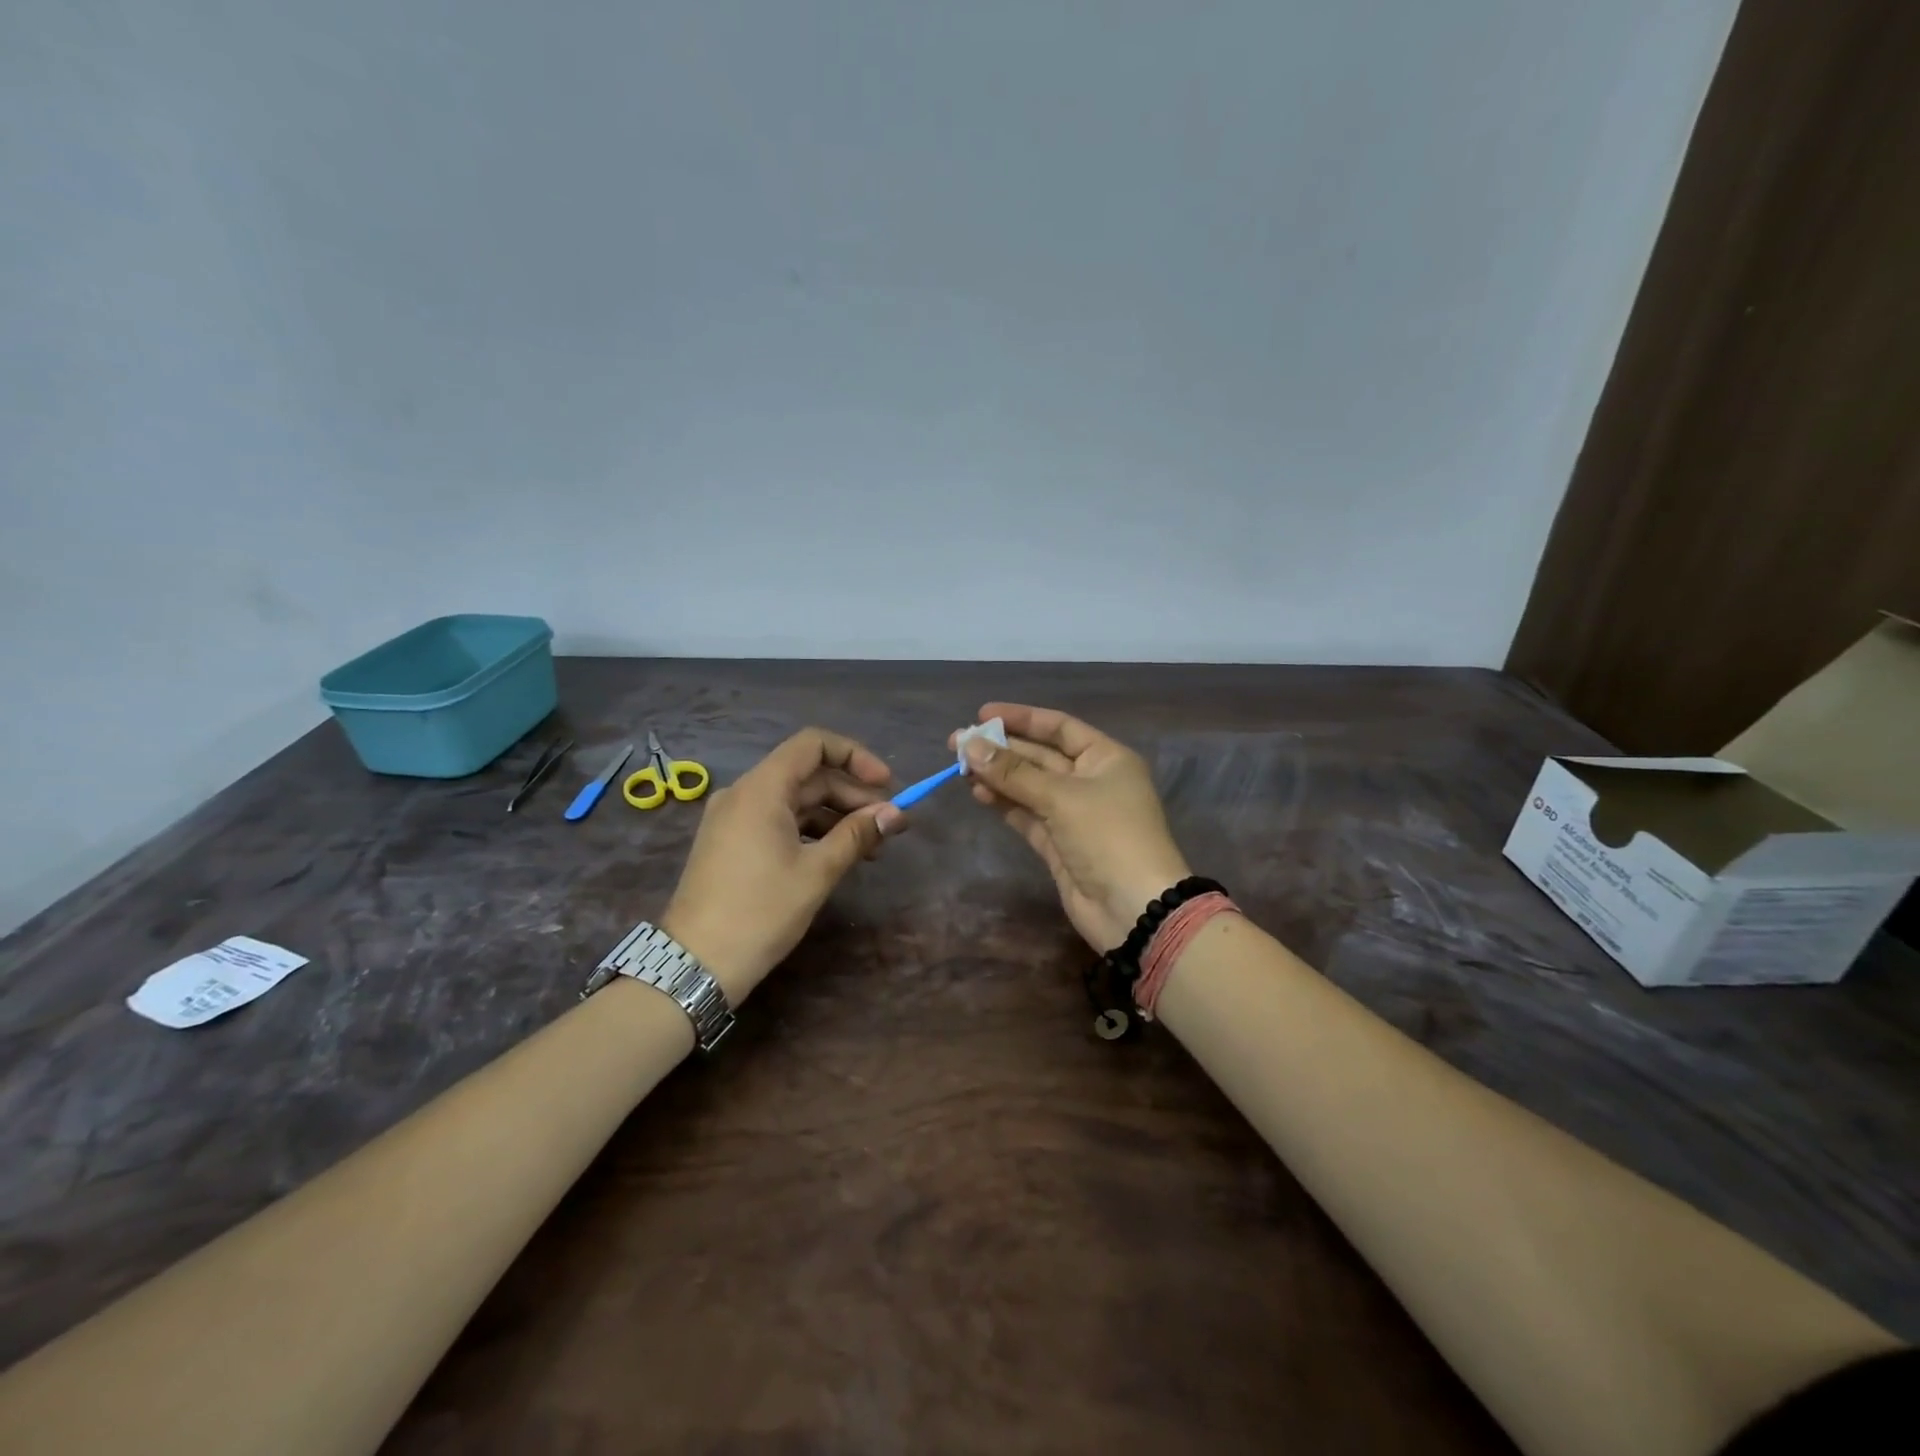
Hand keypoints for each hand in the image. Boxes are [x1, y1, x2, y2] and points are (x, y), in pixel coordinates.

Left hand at [660, 728, 902, 1002]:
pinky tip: (838, 855)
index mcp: (762, 788)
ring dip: (836, 816)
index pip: (814, 744)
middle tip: (889, 825)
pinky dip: (812, 830)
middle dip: (853, 795)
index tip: (886, 785)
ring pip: (796, 800)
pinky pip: (779, 820)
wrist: (696, 964)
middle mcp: (745, 793)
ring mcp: (735, 818)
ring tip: (872, 847)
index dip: (855, 756)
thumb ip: (858, 835)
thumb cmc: (761, 911)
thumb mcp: (817, 872)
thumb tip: (895, 814)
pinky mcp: (732, 842)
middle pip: (808, 774)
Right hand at [953, 703, 1190, 952]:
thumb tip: (970, 745)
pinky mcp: (1058, 843)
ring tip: (960, 768)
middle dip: (1001, 749)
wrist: (1134, 908)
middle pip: (1040, 756)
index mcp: (1106, 758)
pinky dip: (1004, 803)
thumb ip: (1013, 772)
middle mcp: (1090, 781)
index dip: (1021, 718)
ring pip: (1029, 786)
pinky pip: (1026, 814)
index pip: (1059, 727)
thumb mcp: (1061, 797)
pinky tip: (978, 793)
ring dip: (997, 776)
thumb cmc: (1108, 836)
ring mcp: (1073, 814)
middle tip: (957, 743)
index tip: (982, 714)